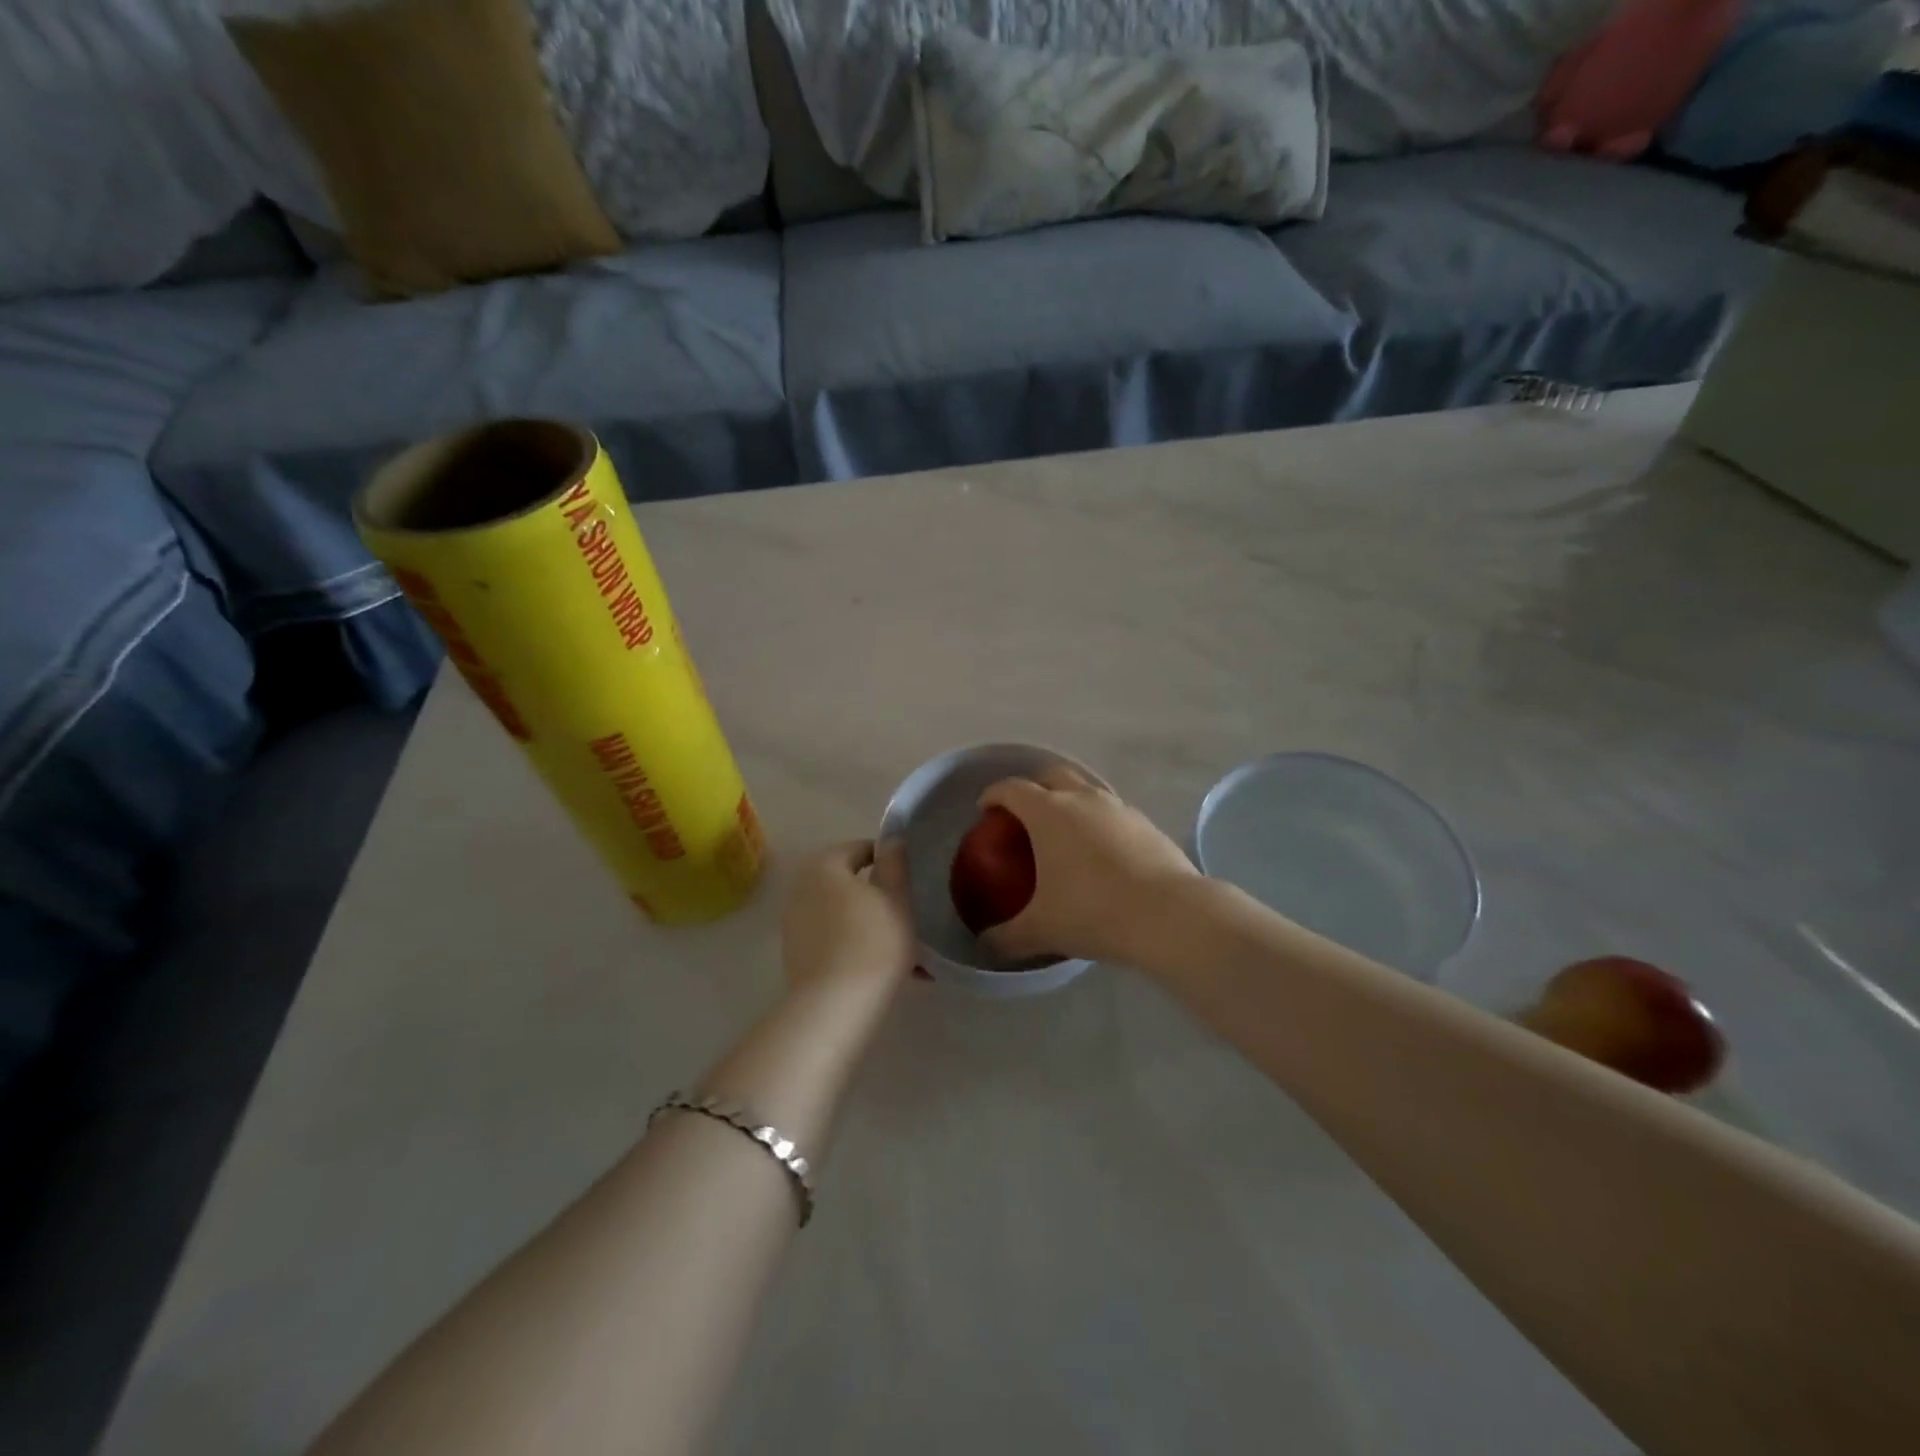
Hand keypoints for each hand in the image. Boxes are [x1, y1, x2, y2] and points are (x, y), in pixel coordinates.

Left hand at [781, 841, 915, 996]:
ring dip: (859, 916)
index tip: (906, 882)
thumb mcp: (896, 898)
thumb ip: (894, 864)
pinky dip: (846, 937)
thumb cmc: (874, 942)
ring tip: (888, 938)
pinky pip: (826, 932)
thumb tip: (892, 840)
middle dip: (871, 890)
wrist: (835, 1004)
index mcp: (825, 864)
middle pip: (844, 879)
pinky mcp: (792, 950)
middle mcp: (801, 885)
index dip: (886, 861)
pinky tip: (868, 959)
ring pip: (836, 908)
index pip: (860, 849)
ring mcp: (793, 919)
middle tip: (899, 910)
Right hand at [978, 767, 1198, 965]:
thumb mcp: (1041, 930)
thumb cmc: (1092, 912)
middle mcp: (1083, 798)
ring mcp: (1119, 808)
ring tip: (1066, 832)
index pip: (1012, 788)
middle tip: (1025, 814)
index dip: (994, 794)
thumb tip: (985, 946)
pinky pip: (1114, 812)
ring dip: (1071, 799)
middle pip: (1052, 774)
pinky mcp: (1147, 824)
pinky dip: (1100, 821)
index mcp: (1048, 812)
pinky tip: (1102, 853)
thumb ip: (1006, 937)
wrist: (1169, 915)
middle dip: (1034, 786)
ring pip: (1088, 788)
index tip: (986, 809)